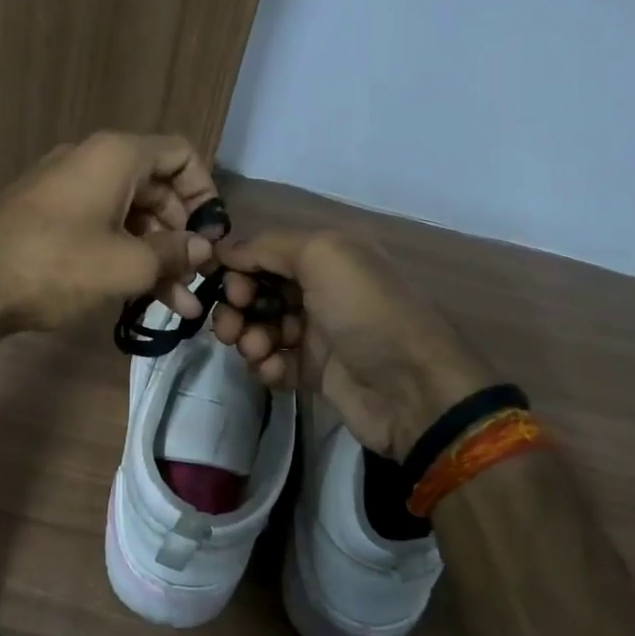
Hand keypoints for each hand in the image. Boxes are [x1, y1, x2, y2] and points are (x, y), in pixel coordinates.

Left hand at [0, 132, 219, 331]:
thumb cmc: (58, 265)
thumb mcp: (127, 263)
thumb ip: (173, 253)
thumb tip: (202, 249)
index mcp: (116, 156)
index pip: (180, 154)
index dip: (205, 192)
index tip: (212, 234)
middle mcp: (93, 161)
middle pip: (157, 189)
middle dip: (181, 236)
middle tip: (196, 277)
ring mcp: (68, 189)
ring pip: (130, 216)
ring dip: (156, 257)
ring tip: (179, 305)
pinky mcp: (49, 217)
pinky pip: (101, 227)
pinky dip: (124, 256)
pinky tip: (143, 298)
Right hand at [210, 230, 493, 460]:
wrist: (410, 389)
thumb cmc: (365, 312)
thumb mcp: (323, 256)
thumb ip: (268, 245)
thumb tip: (224, 251)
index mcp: (327, 256)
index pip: (265, 253)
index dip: (239, 267)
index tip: (225, 287)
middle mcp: (321, 289)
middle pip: (258, 291)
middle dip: (237, 307)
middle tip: (232, 327)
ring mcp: (318, 332)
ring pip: (261, 328)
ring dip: (249, 338)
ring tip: (258, 351)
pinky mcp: (315, 372)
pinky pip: (275, 363)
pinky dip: (266, 366)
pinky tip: (274, 371)